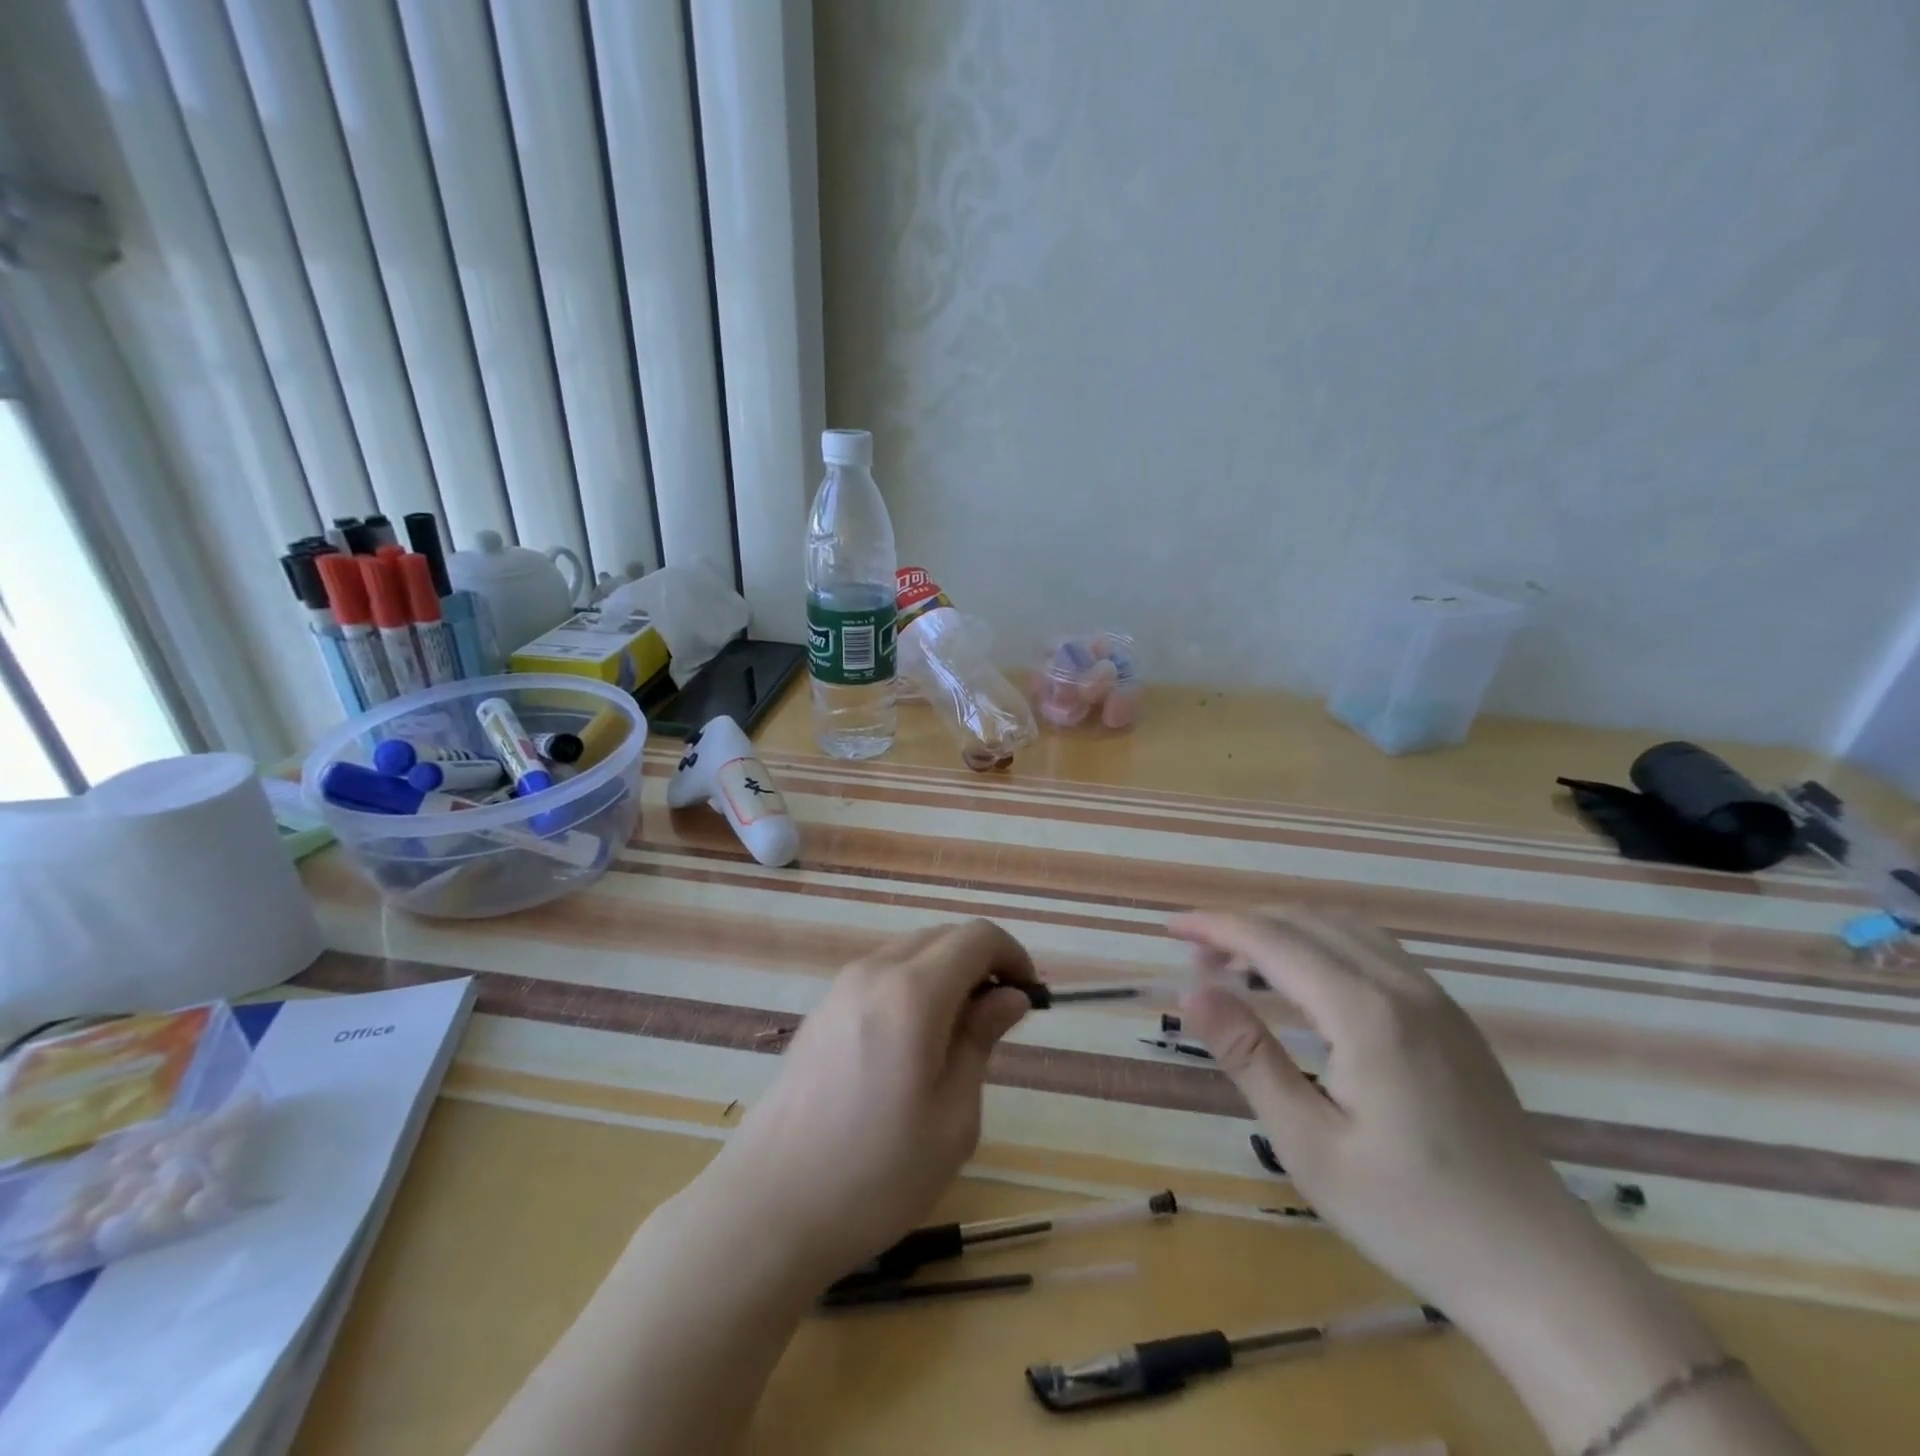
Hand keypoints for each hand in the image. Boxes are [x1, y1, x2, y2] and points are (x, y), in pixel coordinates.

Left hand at [698, 919, 1035, 1287]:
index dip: (1013, 956)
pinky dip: (913, 987)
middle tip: (999, 1020)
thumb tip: (1008, 996)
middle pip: (943, 936)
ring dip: (946, 974)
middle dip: (981, 963)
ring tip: (957, 1036)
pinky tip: (912, 1045)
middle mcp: (873, 972)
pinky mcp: (821, 1010)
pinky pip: (881, 975)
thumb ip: (980, 1040)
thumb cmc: (876, 1174)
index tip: (1028, 999)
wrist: (768, 1208)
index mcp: (912, 992)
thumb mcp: (952, 1117)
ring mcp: (840, 988)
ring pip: (910, 953)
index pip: (977, 937)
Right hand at [1171, 911, 1710, 1356]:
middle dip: (1243, 927)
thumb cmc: (1410, 1214)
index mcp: (1367, 1014)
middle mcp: (1403, 987)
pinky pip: (1374, 949)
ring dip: (1284, 931)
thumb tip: (1192, 992)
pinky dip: (1322, 943)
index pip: (1274, 941)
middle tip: (1197, 959)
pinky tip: (1305, 981)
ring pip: (1343, 928)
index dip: (1216, 926)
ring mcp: (1435, 999)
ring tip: (1241, 964)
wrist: (1540, 1269)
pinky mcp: (1450, 1018)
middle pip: (1307, 923)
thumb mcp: (1309, 1145)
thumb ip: (1249, 1057)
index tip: (1170, 927)